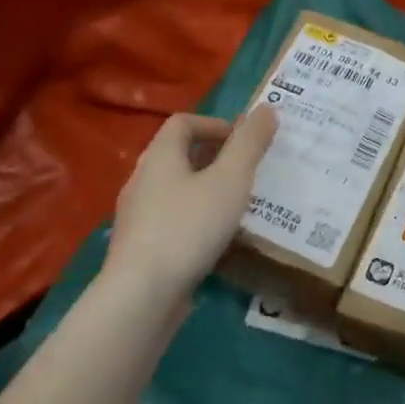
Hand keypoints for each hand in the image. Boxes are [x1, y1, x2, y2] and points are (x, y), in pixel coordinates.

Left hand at [105, 106, 278, 300]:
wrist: (142, 294)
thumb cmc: (190, 227)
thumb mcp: (231, 180)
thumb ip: (250, 144)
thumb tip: (267, 109)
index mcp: (159, 156)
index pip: (183, 123)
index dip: (216, 124)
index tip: (244, 142)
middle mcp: (142, 180)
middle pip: (177, 155)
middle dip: (214, 157)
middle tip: (247, 172)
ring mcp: (137, 216)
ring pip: (175, 190)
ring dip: (205, 190)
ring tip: (236, 206)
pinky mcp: (140, 248)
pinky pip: (171, 220)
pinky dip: (195, 219)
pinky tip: (215, 240)